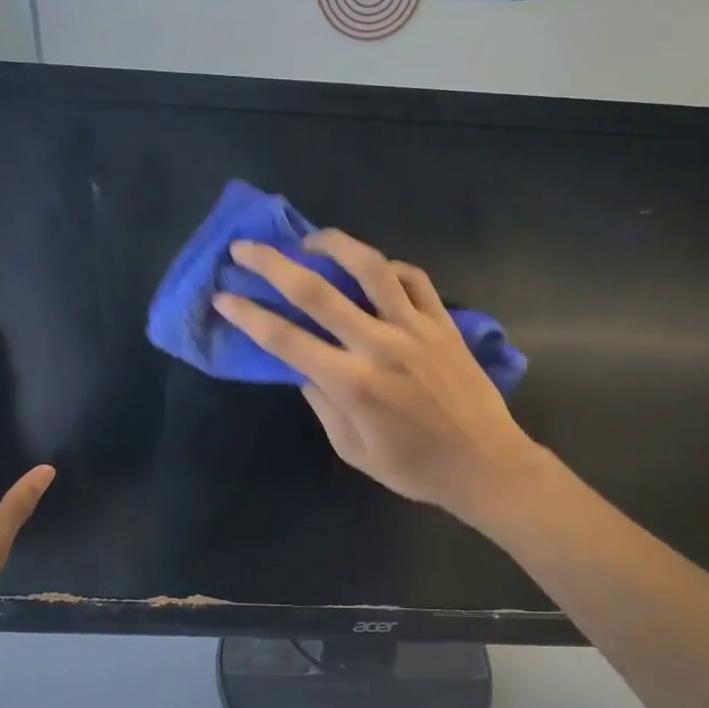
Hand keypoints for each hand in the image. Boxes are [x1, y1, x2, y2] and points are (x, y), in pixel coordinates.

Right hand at [214, 231, 547, 527]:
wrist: (484, 463)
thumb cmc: (414, 467)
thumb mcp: (353, 450)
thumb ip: (323, 403)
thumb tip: (302, 366)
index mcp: (352, 383)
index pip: (286, 339)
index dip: (249, 315)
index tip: (224, 296)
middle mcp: (379, 345)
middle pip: (317, 291)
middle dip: (273, 265)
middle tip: (245, 247)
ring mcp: (415, 328)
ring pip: (370, 268)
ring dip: (334, 245)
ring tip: (310, 239)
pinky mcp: (444, 322)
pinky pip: (414, 279)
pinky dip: (389, 266)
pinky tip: (373, 268)